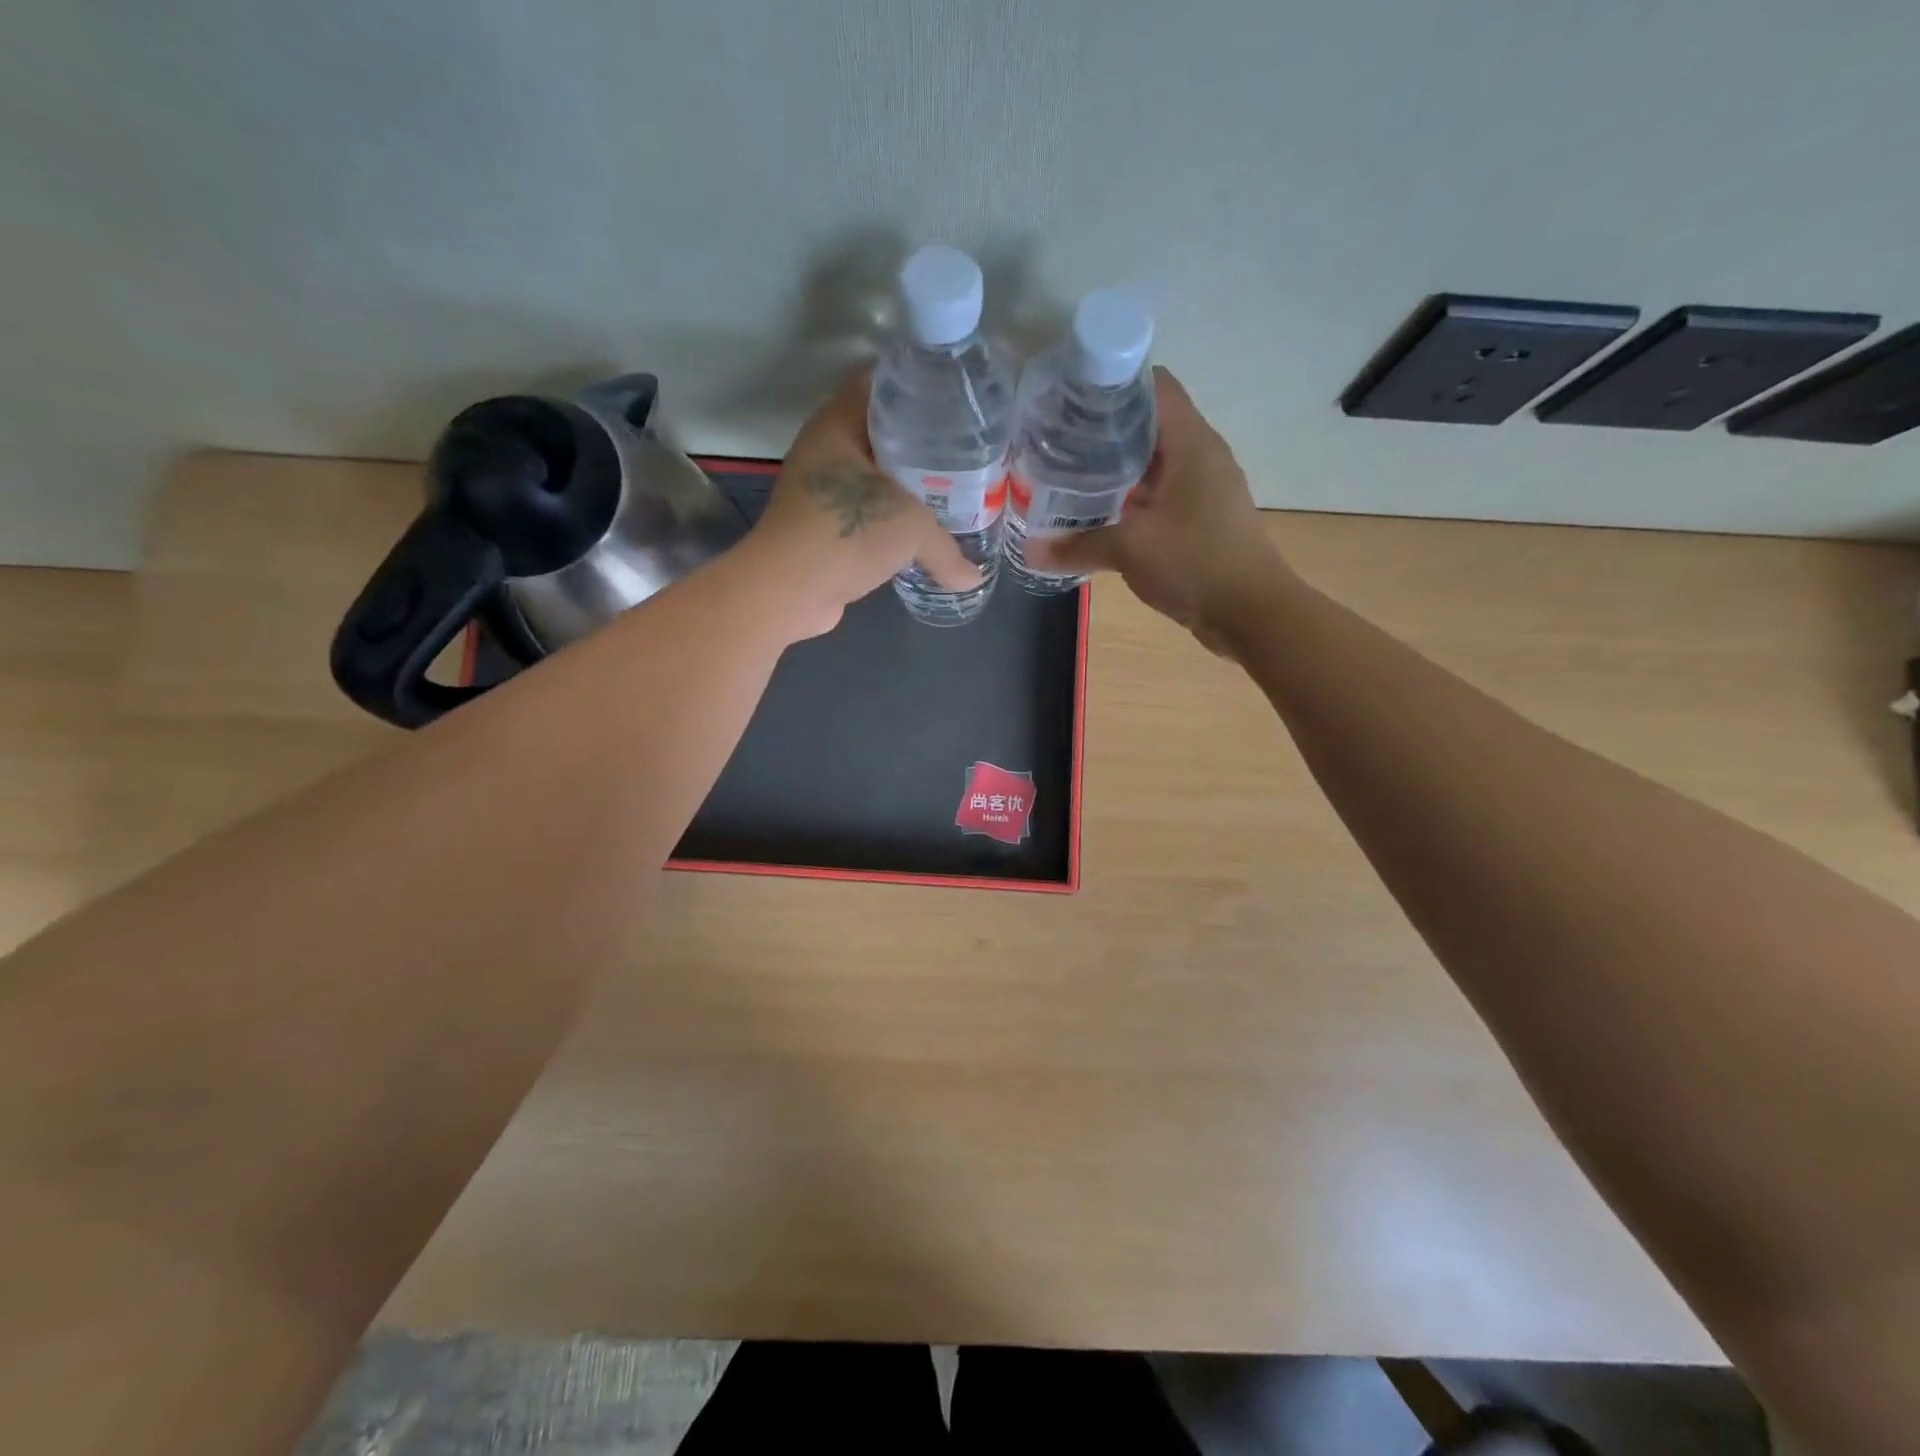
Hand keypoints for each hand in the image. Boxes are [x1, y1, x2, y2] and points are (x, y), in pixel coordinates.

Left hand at [746, 368, 978, 638]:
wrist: (788, 591)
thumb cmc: (846, 535)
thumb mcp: (910, 530)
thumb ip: (948, 550)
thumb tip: (974, 577)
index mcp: (838, 424)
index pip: (880, 382)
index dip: (918, 383)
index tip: (956, 397)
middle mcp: (826, 449)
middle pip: (881, 429)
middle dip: (922, 438)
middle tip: (966, 447)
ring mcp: (821, 489)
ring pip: (874, 473)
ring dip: (908, 483)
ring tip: (953, 488)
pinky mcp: (824, 526)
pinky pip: (867, 509)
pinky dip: (892, 516)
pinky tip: (923, 528)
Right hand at [1026, 368, 1285, 654]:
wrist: (1251, 613)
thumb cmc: (1195, 563)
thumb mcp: (1129, 549)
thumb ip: (1078, 545)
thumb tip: (1030, 552)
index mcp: (1191, 442)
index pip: (1153, 386)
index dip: (1111, 385)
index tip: (1069, 399)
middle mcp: (1200, 456)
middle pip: (1148, 424)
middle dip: (1102, 432)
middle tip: (1056, 442)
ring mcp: (1203, 488)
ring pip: (1152, 463)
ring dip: (1114, 469)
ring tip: (1068, 476)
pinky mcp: (1200, 518)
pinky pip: (1159, 495)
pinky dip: (1129, 499)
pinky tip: (1098, 515)